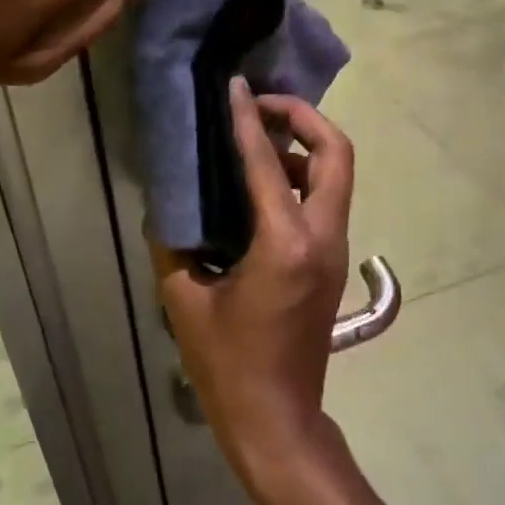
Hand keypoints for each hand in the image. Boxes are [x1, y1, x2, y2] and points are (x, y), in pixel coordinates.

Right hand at [157, 80, 353, 491]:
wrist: (277, 417)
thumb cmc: (228, 365)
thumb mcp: (185, 302)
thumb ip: (173, 248)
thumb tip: (167, 212)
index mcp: (285, 244)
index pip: (268, 163)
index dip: (250, 119)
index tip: (237, 87)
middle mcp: (322, 238)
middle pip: (336, 154)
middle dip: (304, 118)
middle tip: (263, 106)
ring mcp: (334, 252)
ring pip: (337, 177)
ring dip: (306, 148)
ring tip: (259, 141)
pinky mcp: (330, 265)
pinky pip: (326, 203)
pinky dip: (303, 179)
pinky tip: (264, 186)